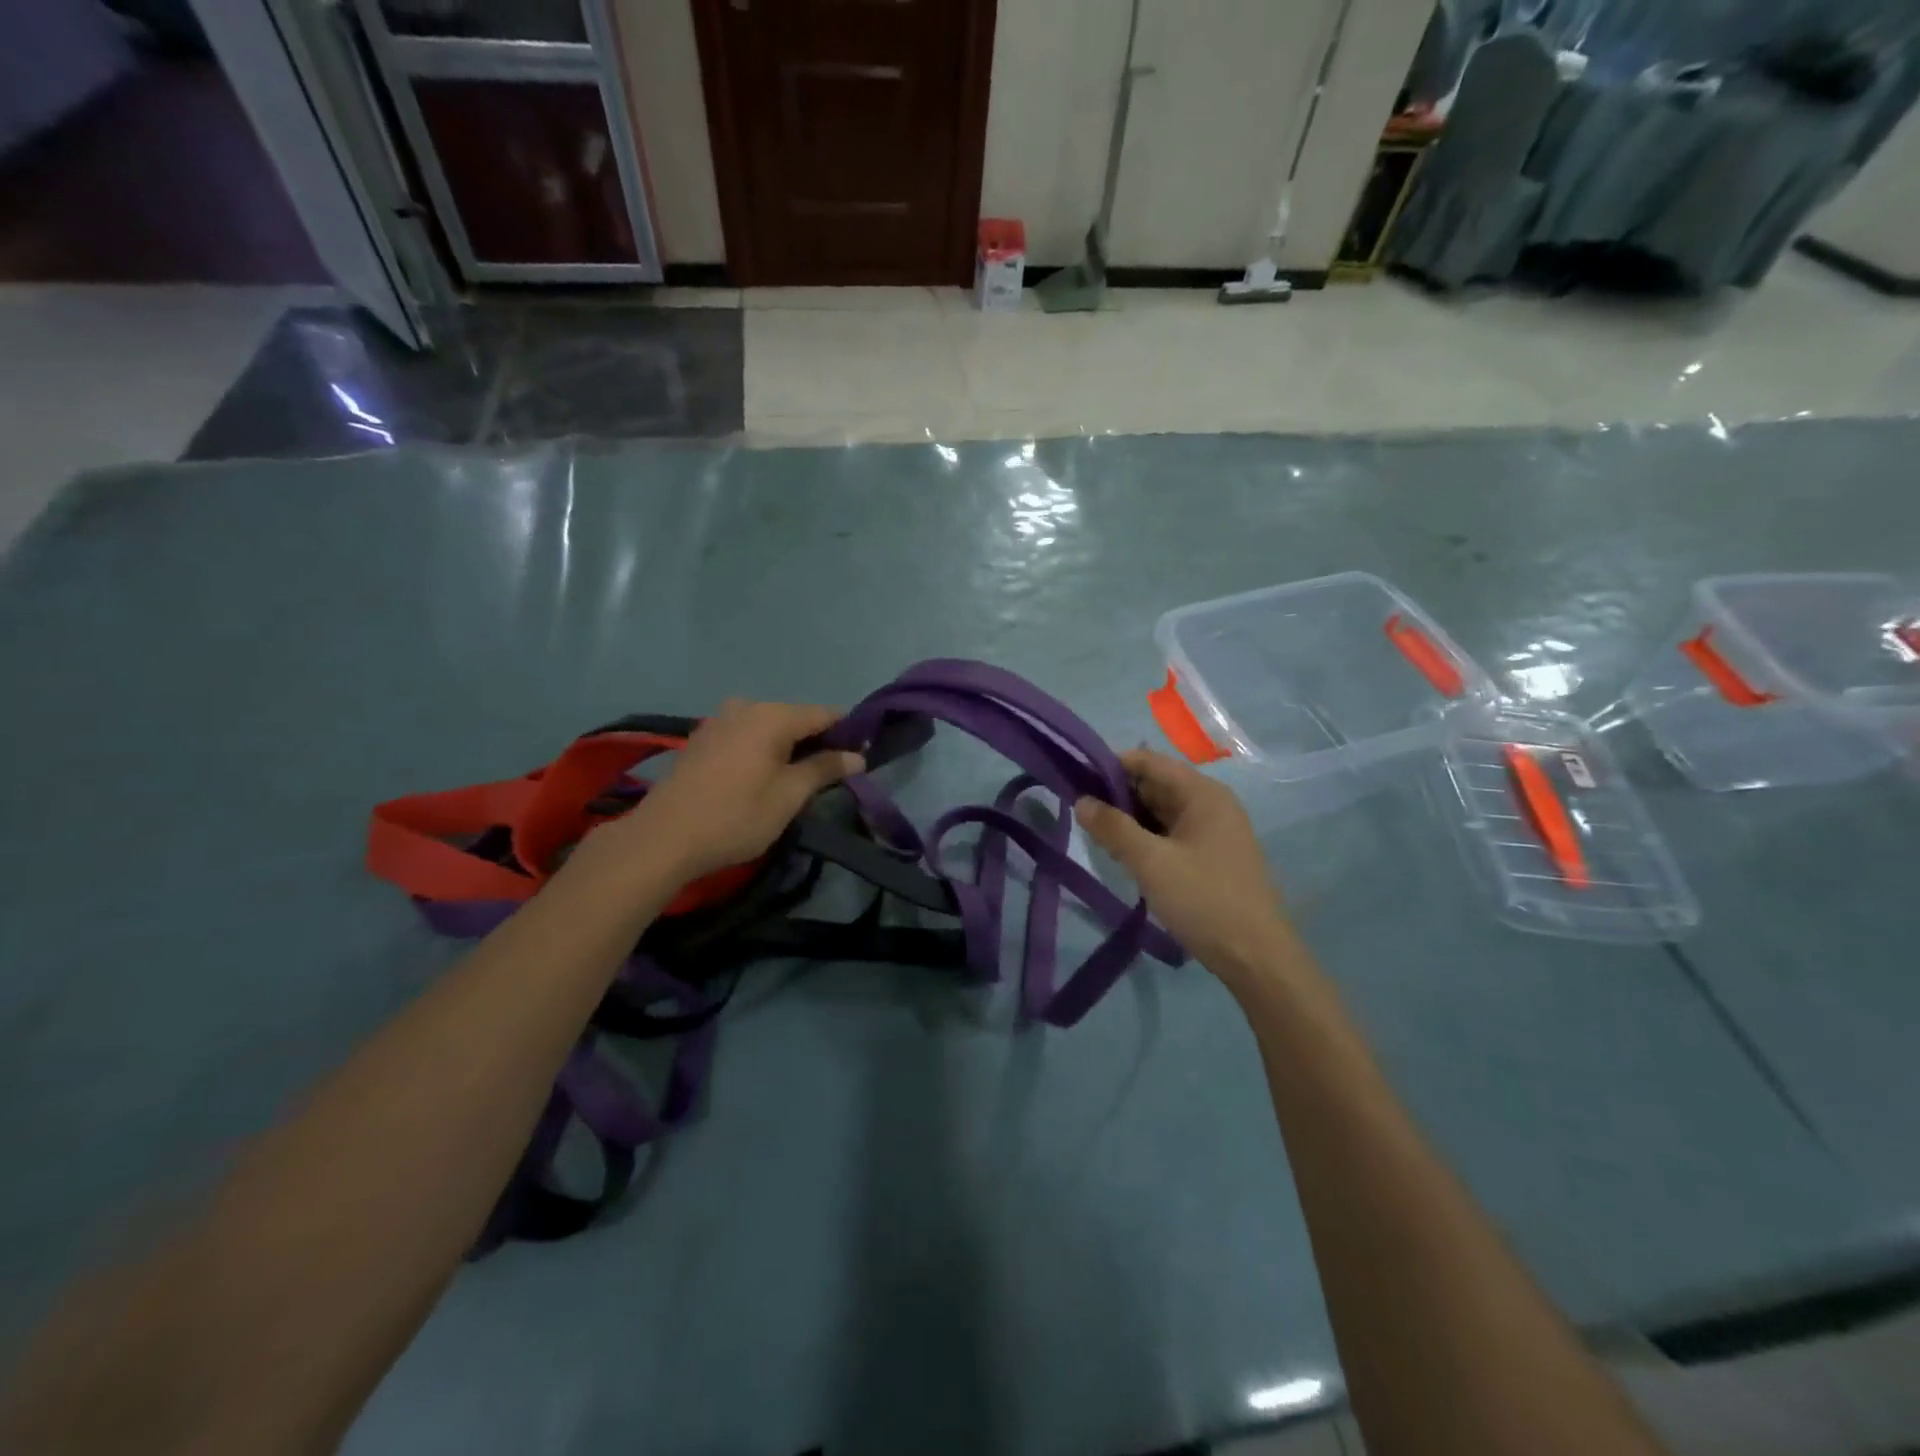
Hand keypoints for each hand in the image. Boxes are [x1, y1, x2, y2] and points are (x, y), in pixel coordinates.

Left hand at [594, 700, 864, 882]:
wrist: (663, 837)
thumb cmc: (736, 816)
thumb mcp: (789, 796)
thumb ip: (824, 769)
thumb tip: (857, 756)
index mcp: (773, 715)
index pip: (825, 714)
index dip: (848, 733)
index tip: (861, 758)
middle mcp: (747, 706)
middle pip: (796, 718)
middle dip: (817, 742)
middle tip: (830, 776)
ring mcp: (719, 720)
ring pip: (769, 727)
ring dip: (788, 748)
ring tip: (796, 780)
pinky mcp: (702, 738)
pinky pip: (746, 735)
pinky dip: (762, 750)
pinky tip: (761, 777)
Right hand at [1074, 749, 1297, 981]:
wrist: (1257, 959)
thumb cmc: (1204, 901)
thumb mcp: (1151, 863)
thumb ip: (1113, 828)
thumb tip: (1081, 801)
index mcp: (1202, 793)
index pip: (1148, 761)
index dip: (1110, 766)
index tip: (1075, 781)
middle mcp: (1211, 803)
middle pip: (1155, 784)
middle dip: (1117, 796)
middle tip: (1081, 815)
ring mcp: (1214, 831)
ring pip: (1161, 812)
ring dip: (1130, 820)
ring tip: (1097, 837)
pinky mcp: (1212, 856)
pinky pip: (1171, 834)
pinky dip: (1146, 839)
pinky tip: (1124, 856)